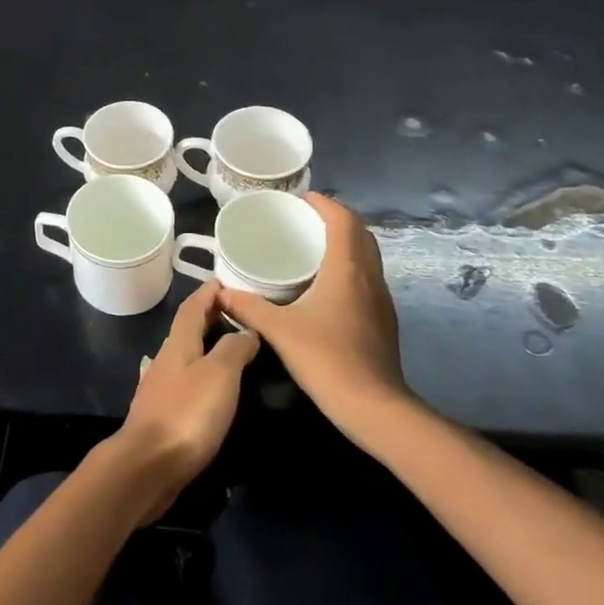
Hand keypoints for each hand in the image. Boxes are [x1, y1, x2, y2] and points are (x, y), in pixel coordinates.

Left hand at [108, 281, 259, 522]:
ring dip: (205, 346)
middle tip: (235, 312)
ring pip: (186, 356)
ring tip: (231, 347)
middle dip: (208, 316)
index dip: (207, 293)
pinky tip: (212, 387)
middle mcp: (166, 360)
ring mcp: (161, 388)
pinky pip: (186, 382)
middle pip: (187, 330)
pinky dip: (202, 373)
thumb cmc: (187, 414)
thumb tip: (246, 330)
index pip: (192, 308)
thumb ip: (233, 349)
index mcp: (178, 344)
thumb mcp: (219, 374)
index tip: (224, 282)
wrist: (148, 465)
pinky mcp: (163, 415)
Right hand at [220, 193, 408, 430]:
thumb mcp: (279, 329)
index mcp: (347, 269)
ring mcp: (380, 300)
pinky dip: (349, 268)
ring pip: (367, 257)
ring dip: (345, 244)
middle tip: (305, 220)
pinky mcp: (382, 320)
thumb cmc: (326, 358)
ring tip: (312, 247)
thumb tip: (221, 291)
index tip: (303, 198)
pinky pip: (367, 279)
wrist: (373, 406)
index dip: (326, 204)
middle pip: (360, 234)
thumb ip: (249, 306)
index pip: (344, 221)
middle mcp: (369, 277)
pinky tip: (325, 286)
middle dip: (336, 220)